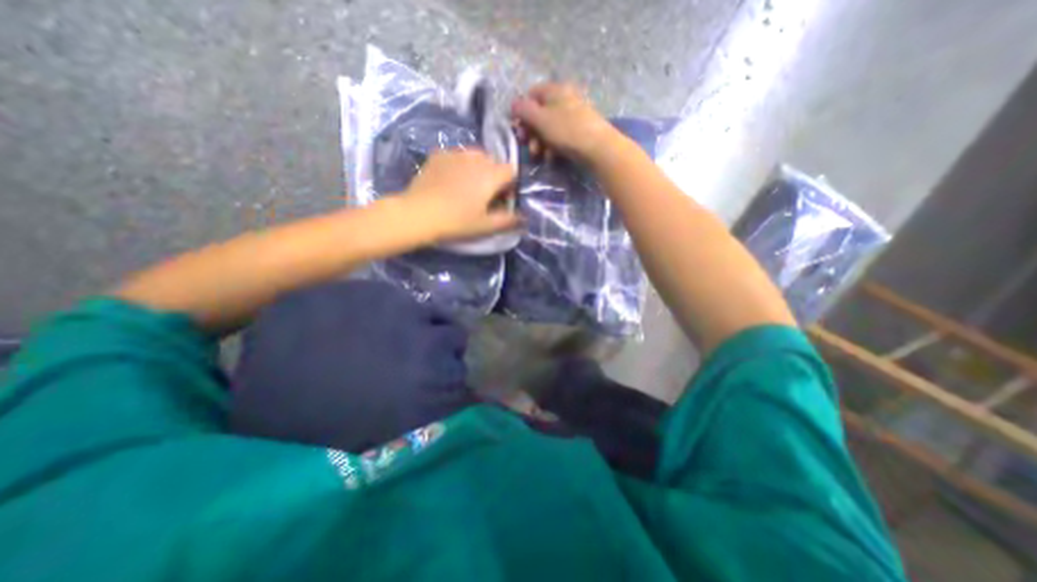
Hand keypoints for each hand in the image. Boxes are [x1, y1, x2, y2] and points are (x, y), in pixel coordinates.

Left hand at [400, 150, 522, 243]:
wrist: (419, 214)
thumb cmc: (457, 222)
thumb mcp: (486, 225)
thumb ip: (509, 220)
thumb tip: (524, 218)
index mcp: (491, 174)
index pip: (511, 171)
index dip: (510, 186)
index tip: (501, 200)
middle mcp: (476, 158)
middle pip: (494, 162)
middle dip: (494, 176)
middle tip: (484, 196)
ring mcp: (455, 153)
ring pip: (475, 156)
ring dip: (477, 169)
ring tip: (466, 186)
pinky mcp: (438, 154)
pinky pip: (456, 156)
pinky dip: (459, 165)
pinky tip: (450, 180)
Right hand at [510, 80, 621, 166]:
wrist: (598, 148)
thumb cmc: (567, 130)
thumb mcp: (541, 119)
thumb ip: (524, 110)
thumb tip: (513, 104)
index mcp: (555, 90)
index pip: (531, 95)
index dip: (521, 111)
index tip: (518, 128)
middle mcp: (564, 99)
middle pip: (540, 113)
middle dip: (531, 132)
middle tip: (528, 146)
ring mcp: (573, 115)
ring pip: (549, 128)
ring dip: (541, 143)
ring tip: (540, 156)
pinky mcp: (579, 131)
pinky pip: (560, 137)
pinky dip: (553, 147)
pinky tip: (552, 158)